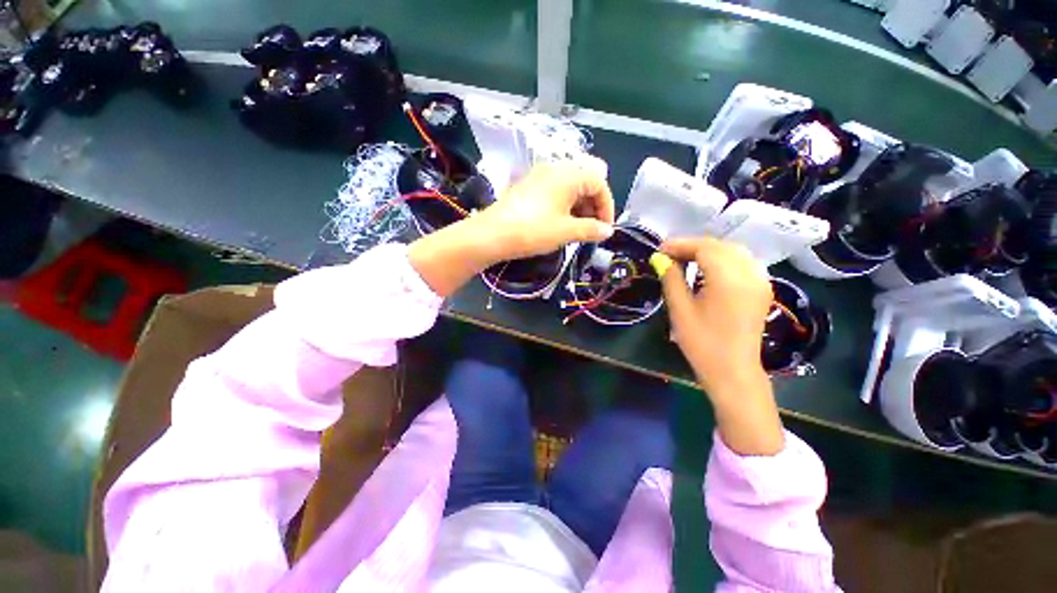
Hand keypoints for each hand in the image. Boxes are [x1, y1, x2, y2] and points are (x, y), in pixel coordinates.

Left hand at [473, 158, 615, 260]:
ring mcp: (539, 176)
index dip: (607, 207)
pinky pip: (554, 192)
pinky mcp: (528, 187)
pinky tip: (560, 224)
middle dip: (593, 207)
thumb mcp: (566, 231)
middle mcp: (555, 169)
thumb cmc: (533, 230)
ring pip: (569, 188)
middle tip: (592, 230)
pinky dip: (564, 206)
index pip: (600, 183)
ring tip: (577, 230)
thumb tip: (608, 231)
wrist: (492, 235)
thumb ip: (591, 229)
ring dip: (579, 208)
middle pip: (585, 183)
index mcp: (569, 174)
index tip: (605, 229)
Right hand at [656, 237, 784, 455]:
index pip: (705, 248)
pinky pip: (742, 262)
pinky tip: (707, 268)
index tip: (660, 249)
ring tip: (685, 259)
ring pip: (733, 251)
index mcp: (729, 280)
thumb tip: (660, 259)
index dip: (681, 245)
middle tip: (669, 254)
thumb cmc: (702, 343)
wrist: (733, 371)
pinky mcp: (761, 289)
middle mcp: (750, 274)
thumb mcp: (680, 310)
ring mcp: (760, 281)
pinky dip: (722, 259)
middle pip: (721, 246)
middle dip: (693, 245)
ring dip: (708, 250)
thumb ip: (671, 279)